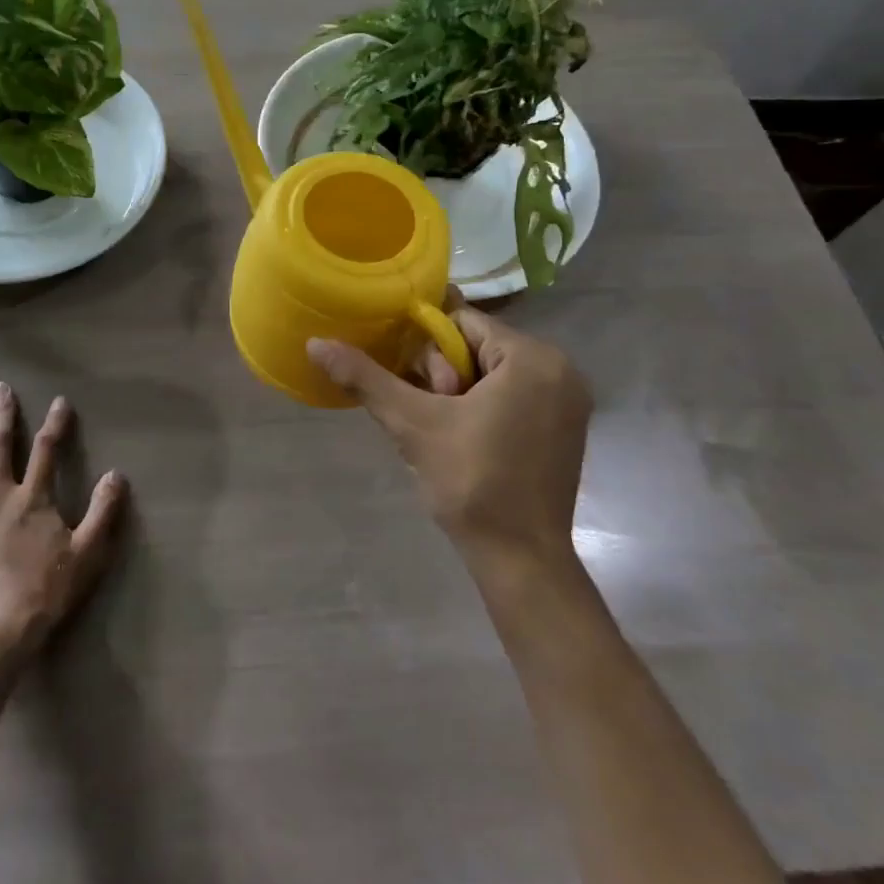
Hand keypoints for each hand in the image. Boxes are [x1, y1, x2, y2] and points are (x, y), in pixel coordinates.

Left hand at [0, 382, 125, 659]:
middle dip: (3, 414)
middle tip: (1, 388)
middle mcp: (1, 494)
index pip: (47, 449)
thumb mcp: (86, 553)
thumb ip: (103, 512)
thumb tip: (116, 475)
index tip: (60, 402)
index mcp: (34, 498)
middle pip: (1, 445)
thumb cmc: (44, 590)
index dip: (55, 424)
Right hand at [307, 299, 591, 587]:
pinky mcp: (566, 427)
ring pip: (493, 373)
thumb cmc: (472, 483)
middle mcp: (560, 369)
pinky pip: (513, 395)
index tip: (420, 390)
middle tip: (436, 420)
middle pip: (478, 346)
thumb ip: (366, 378)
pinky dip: (484, 408)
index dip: (429, 352)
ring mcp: (568, 400)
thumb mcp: (413, 425)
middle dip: (446, 377)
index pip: (462, 322)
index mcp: (533, 358)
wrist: (522, 561)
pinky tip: (467, 442)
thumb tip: (315, 344)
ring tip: (448, 435)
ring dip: (461, 394)